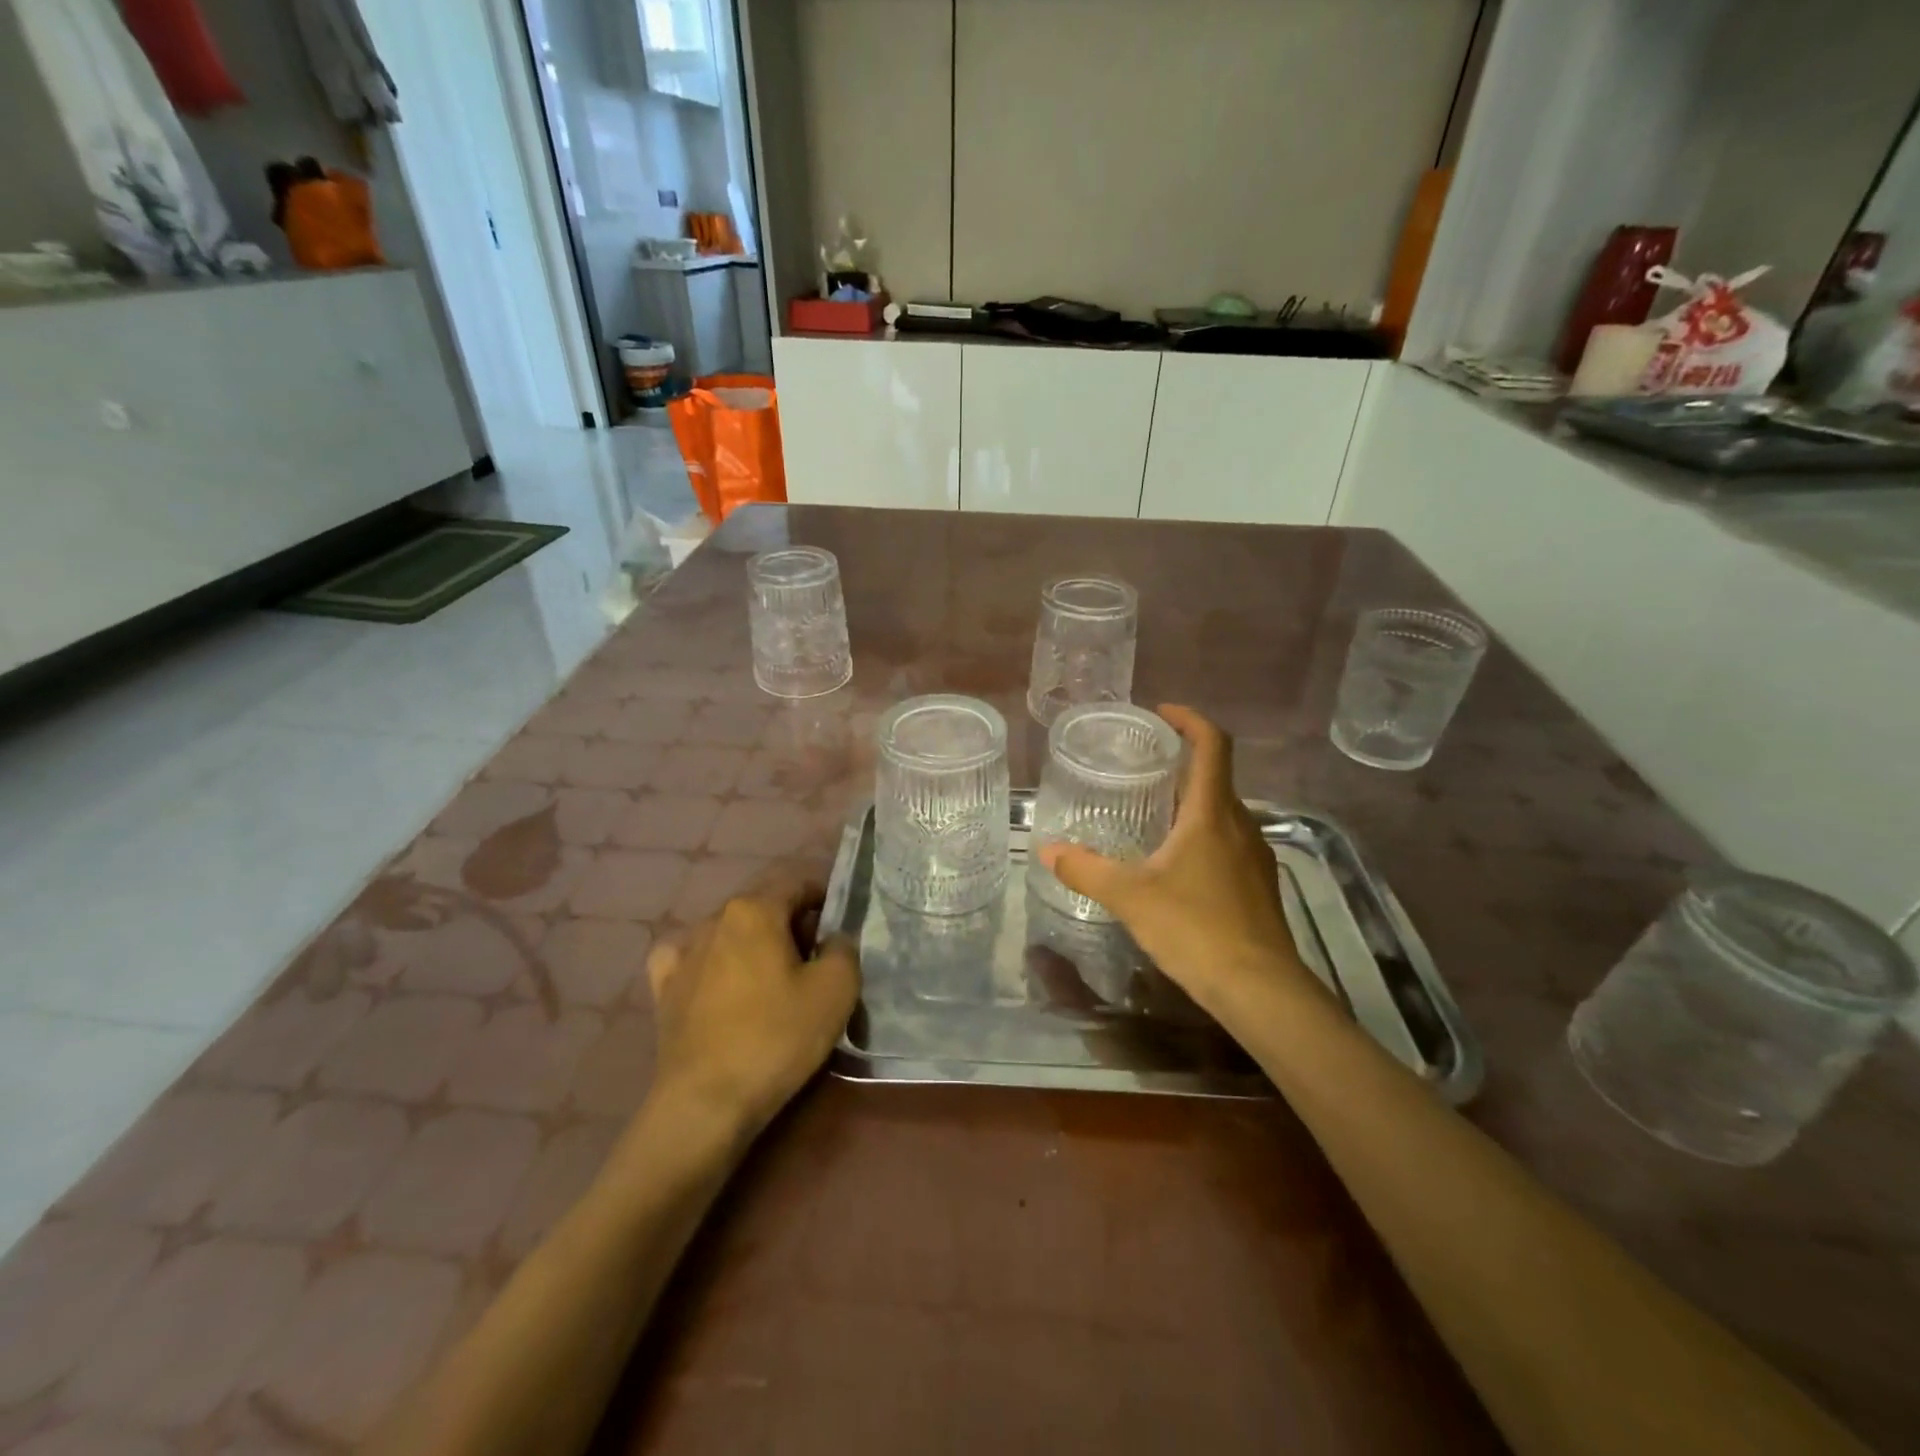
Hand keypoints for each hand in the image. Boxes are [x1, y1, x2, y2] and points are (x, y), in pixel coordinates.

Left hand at [646, 881, 859, 1138]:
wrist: (706, 1102)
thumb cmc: (776, 1037)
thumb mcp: (836, 990)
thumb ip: (844, 949)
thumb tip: (833, 939)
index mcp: (755, 909)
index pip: (798, 881)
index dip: (825, 895)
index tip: (841, 923)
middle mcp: (715, 918)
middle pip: (764, 904)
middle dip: (792, 921)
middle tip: (816, 956)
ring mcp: (683, 952)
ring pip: (730, 930)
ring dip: (755, 942)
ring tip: (773, 976)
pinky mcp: (664, 987)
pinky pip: (691, 957)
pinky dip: (711, 960)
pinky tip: (718, 979)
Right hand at [1038, 705, 1319, 1020]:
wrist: (1260, 988)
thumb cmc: (1195, 928)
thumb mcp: (1130, 897)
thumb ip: (1086, 870)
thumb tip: (1047, 851)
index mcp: (1211, 813)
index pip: (1213, 745)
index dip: (1190, 720)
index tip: (1161, 713)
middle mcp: (1240, 824)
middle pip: (1215, 777)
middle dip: (1180, 765)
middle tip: (1140, 768)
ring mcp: (1255, 855)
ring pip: (1221, 812)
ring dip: (1190, 802)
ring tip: (1151, 814)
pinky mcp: (1258, 883)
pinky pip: (1228, 841)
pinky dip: (1201, 834)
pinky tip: (1175, 864)